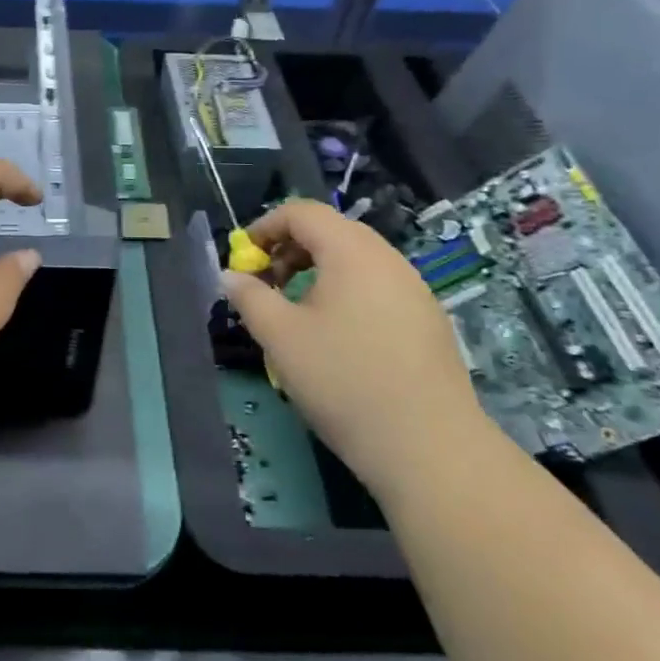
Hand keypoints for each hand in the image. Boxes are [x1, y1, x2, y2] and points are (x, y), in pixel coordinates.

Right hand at [220, 198, 488, 496]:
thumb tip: (230, 276)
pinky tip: (336, 338)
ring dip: (316, 273)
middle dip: (289, 250)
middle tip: (266, 285)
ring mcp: (415, 290)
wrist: (429, 448)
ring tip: (296, 313)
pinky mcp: (428, 321)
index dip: (265, 226)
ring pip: (356, 261)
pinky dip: (345, 294)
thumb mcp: (280, 337)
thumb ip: (249, 297)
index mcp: (352, 252)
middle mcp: (389, 260)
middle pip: (331, 232)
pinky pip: (376, 288)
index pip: (303, 212)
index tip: (243, 258)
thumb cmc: (343, 380)